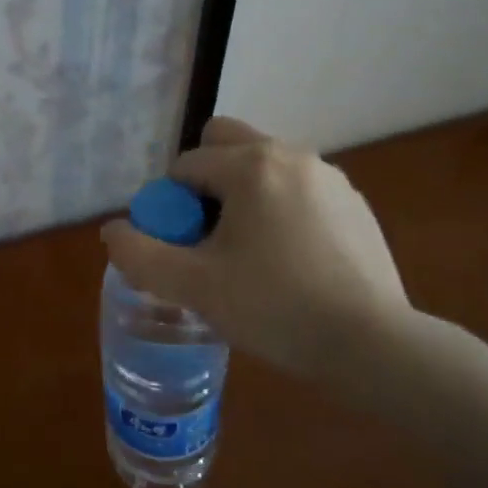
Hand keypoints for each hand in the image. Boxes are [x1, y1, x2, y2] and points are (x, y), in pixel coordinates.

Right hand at [99, 116, 411, 381]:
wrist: (374, 345)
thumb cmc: (276, 308)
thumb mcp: (194, 287)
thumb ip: (140, 255)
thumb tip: (113, 230)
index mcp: (250, 165)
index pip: (186, 165)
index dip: (171, 204)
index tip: (181, 246)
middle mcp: (290, 154)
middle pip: (225, 141)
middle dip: (205, 178)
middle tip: (209, 234)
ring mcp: (329, 176)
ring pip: (264, 164)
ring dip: (243, 192)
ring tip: (249, 251)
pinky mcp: (354, 203)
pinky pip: (299, 188)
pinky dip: (281, 208)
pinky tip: (290, 260)